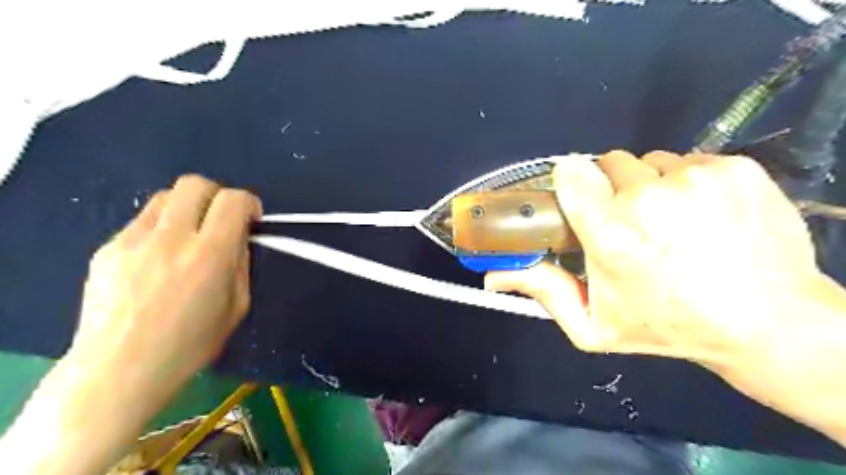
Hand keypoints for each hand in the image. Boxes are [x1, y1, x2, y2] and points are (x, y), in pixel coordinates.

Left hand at [70, 174, 261, 395]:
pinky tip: (159, 260)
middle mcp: (171, 238)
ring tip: (189, 237)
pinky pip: (142, 222)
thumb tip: (237, 239)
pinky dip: (161, 230)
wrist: (118, 370)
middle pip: (195, 184)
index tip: (251, 219)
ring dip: (187, 209)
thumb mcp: (237, 307)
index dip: (249, 202)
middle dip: (216, 195)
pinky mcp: (107, 249)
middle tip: (221, 220)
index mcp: (210, 255)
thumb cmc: (190, 345)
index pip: (233, 201)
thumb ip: (241, 265)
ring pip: (165, 197)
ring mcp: (133, 241)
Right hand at [487, 151, 823, 367]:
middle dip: (611, 188)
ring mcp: (696, 179)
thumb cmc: (667, 326)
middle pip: (610, 163)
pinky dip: (688, 182)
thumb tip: (491, 278)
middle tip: (628, 222)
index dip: (572, 180)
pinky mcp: (734, 168)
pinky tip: (703, 214)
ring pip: (651, 161)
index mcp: (610, 235)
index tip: (580, 196)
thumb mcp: (593, 325)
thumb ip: (542, 293)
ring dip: (650, 185)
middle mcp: (648, 199)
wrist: (768, 324)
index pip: (572, 173)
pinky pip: (691, 160)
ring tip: (669, 221)